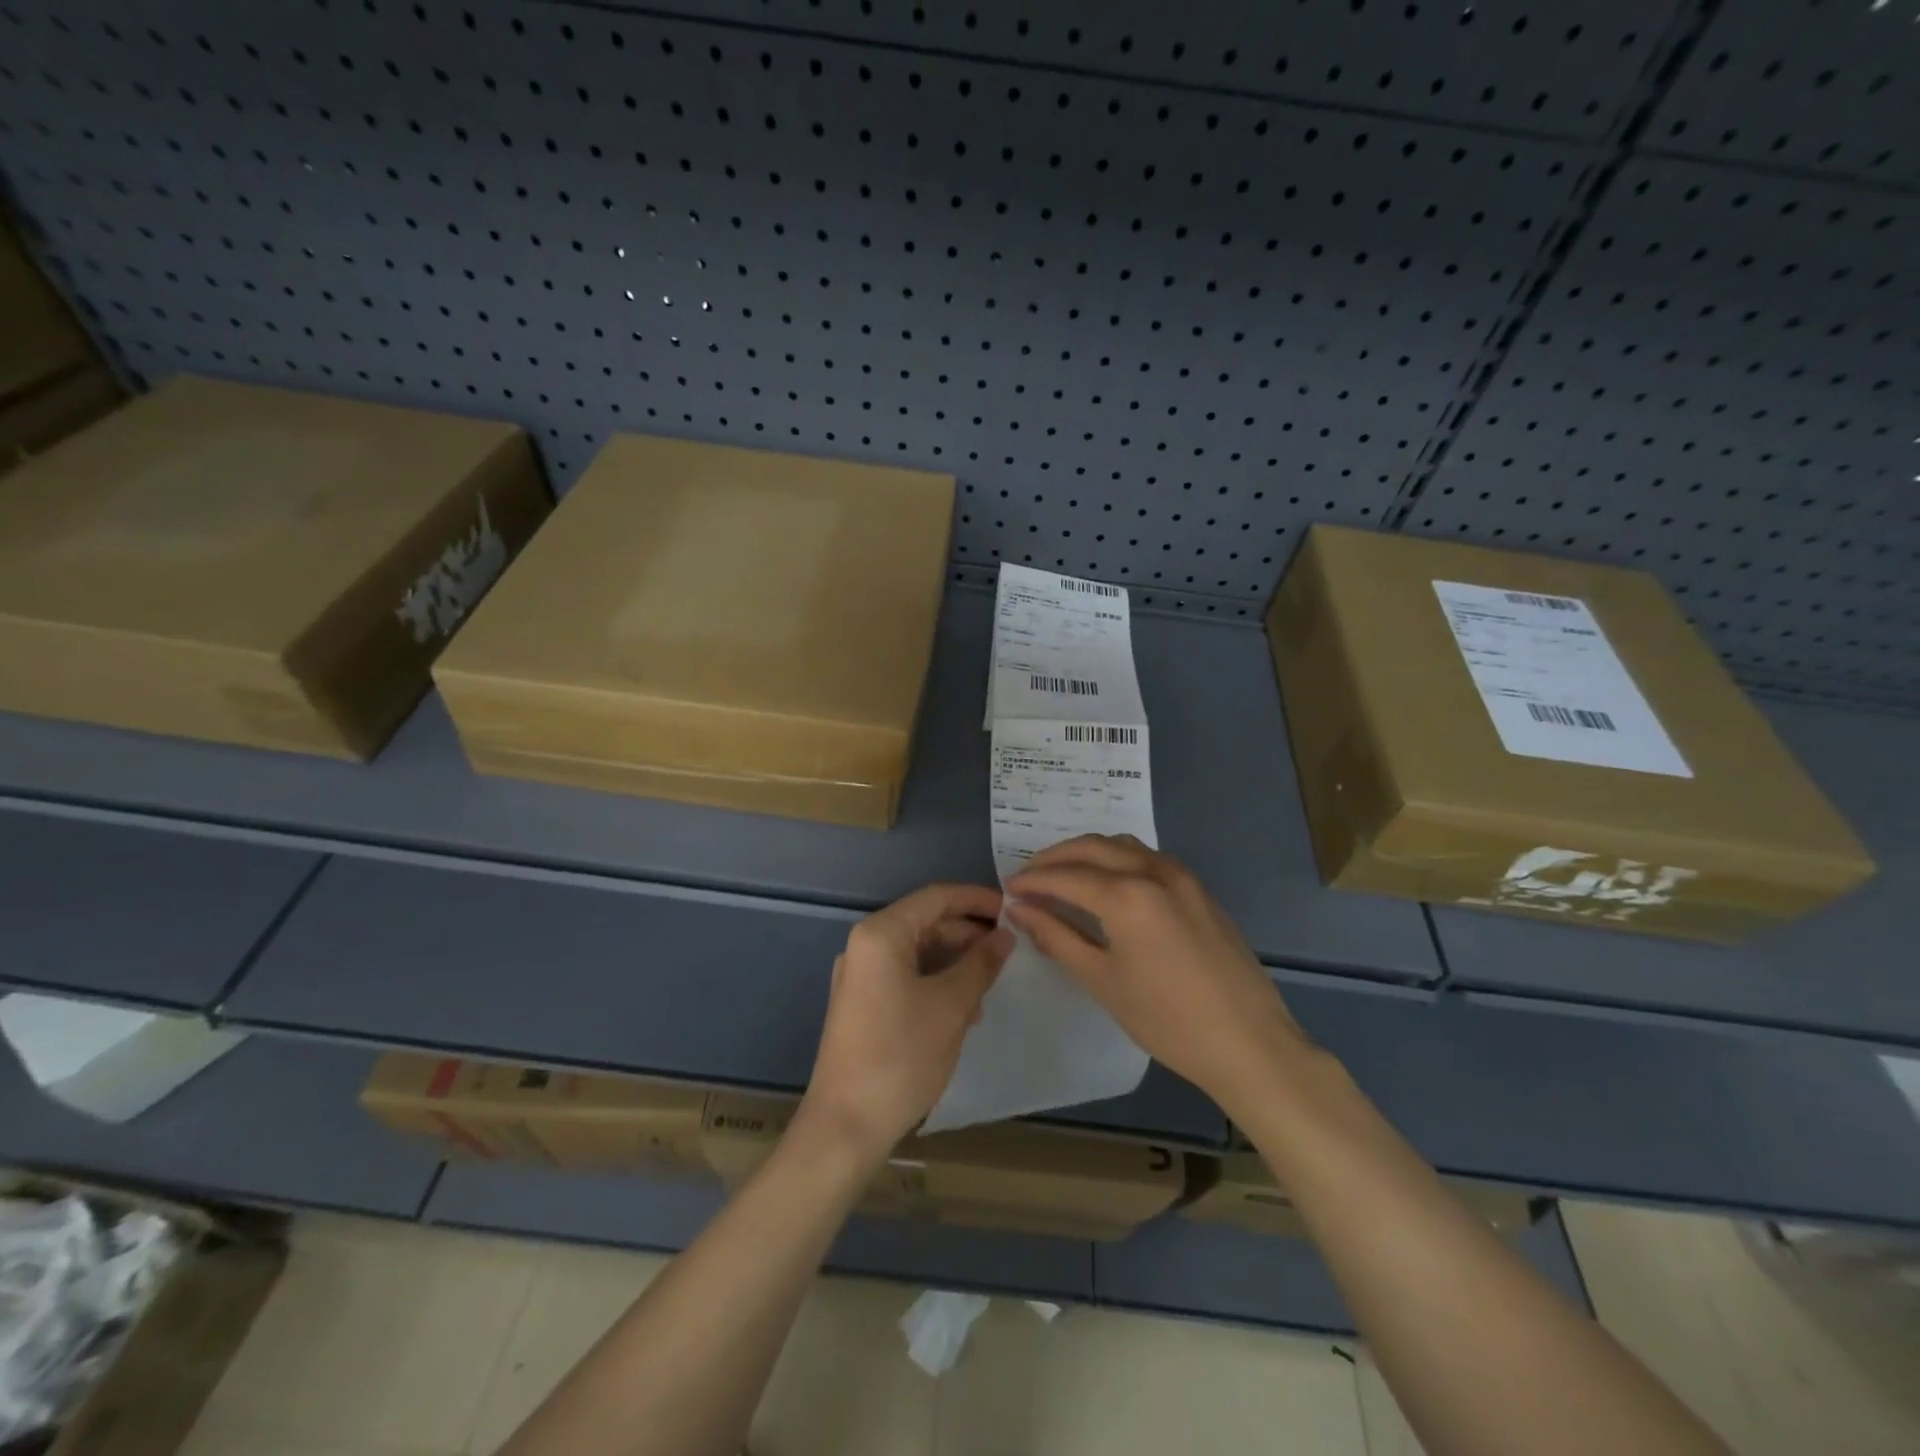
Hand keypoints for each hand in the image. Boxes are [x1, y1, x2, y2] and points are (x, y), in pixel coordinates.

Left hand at [803, 884, 1012, 1156]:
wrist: (845, 1126)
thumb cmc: (901, 1055)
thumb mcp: (951, 1005)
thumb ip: (980, 964)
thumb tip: (1004, 936)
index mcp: (881, 934)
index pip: (936, 897)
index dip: (977, 900)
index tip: (1013, 910)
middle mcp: (865, 946)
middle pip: (926, 923)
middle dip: (969, 935)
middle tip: (1009, 952)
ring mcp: (861, 977)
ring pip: (918, 953)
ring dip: (956, 963)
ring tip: (990, 987)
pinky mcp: (862, 1005)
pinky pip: (906, 977)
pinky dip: (937, 984)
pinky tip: (964, 1011)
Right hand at [1006, 835, 1308, 1117]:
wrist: (1249, 1042)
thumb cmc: (1167, 1020)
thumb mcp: (1102, 980)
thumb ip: (1058, 937)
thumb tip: (1020, 910)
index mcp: (1128, 895)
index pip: (1066, 876)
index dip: (1033, 881)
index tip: (1007, 889)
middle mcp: (1154, 871)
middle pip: (1092, 847)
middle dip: (1055, 858)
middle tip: (1028, 877)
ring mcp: (1182, 876)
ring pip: (1122, 845)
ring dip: (1087, 852)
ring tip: (1062, 875)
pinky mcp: (1198, 888)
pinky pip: (1148, 857)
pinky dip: (1117, 859)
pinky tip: (1106, 883)